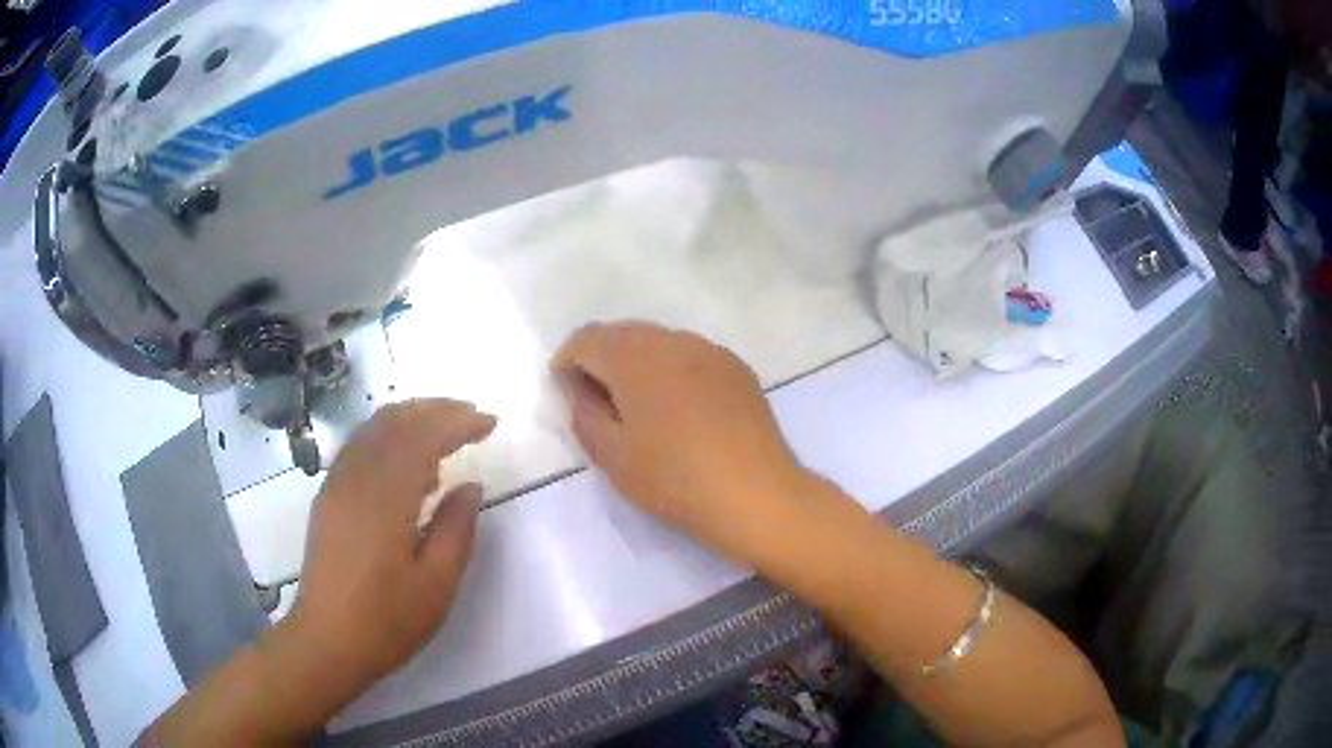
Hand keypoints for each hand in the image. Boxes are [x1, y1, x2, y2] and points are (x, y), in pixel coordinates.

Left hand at [287, 400, 496, 688]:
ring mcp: (337, 484)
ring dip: (410, 418)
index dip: (459, 423)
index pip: (424, 436)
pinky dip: (387, 438)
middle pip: (395, 420)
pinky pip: (359, 447)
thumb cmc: (387, 619)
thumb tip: (471, 486)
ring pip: (373, 429)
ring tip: (444, 431)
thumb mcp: (437, 583)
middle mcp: (357, 477)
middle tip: (471, 415)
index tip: (490, 422)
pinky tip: (406, 465)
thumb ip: (457, 529)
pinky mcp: (328, 497)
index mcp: (386, 495)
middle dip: (435, 409)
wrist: (326, 640)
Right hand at [551, 322, 814, 565]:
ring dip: (637, 360)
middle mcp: (672, 340)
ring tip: (636, 401)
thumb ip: (584, 413)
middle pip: (624, 333)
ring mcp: (710, 350)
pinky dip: (671, 368)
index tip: (563, 385)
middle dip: (601, 355)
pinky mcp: (736, 367)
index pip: (588, 338)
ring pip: (659, 341)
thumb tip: (577, 386)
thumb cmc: (674, 480)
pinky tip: (678, 404)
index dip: (568, 358)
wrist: (755, 494)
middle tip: (595, 395)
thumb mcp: (613, 457)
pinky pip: (690, 355)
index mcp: (635, 357)